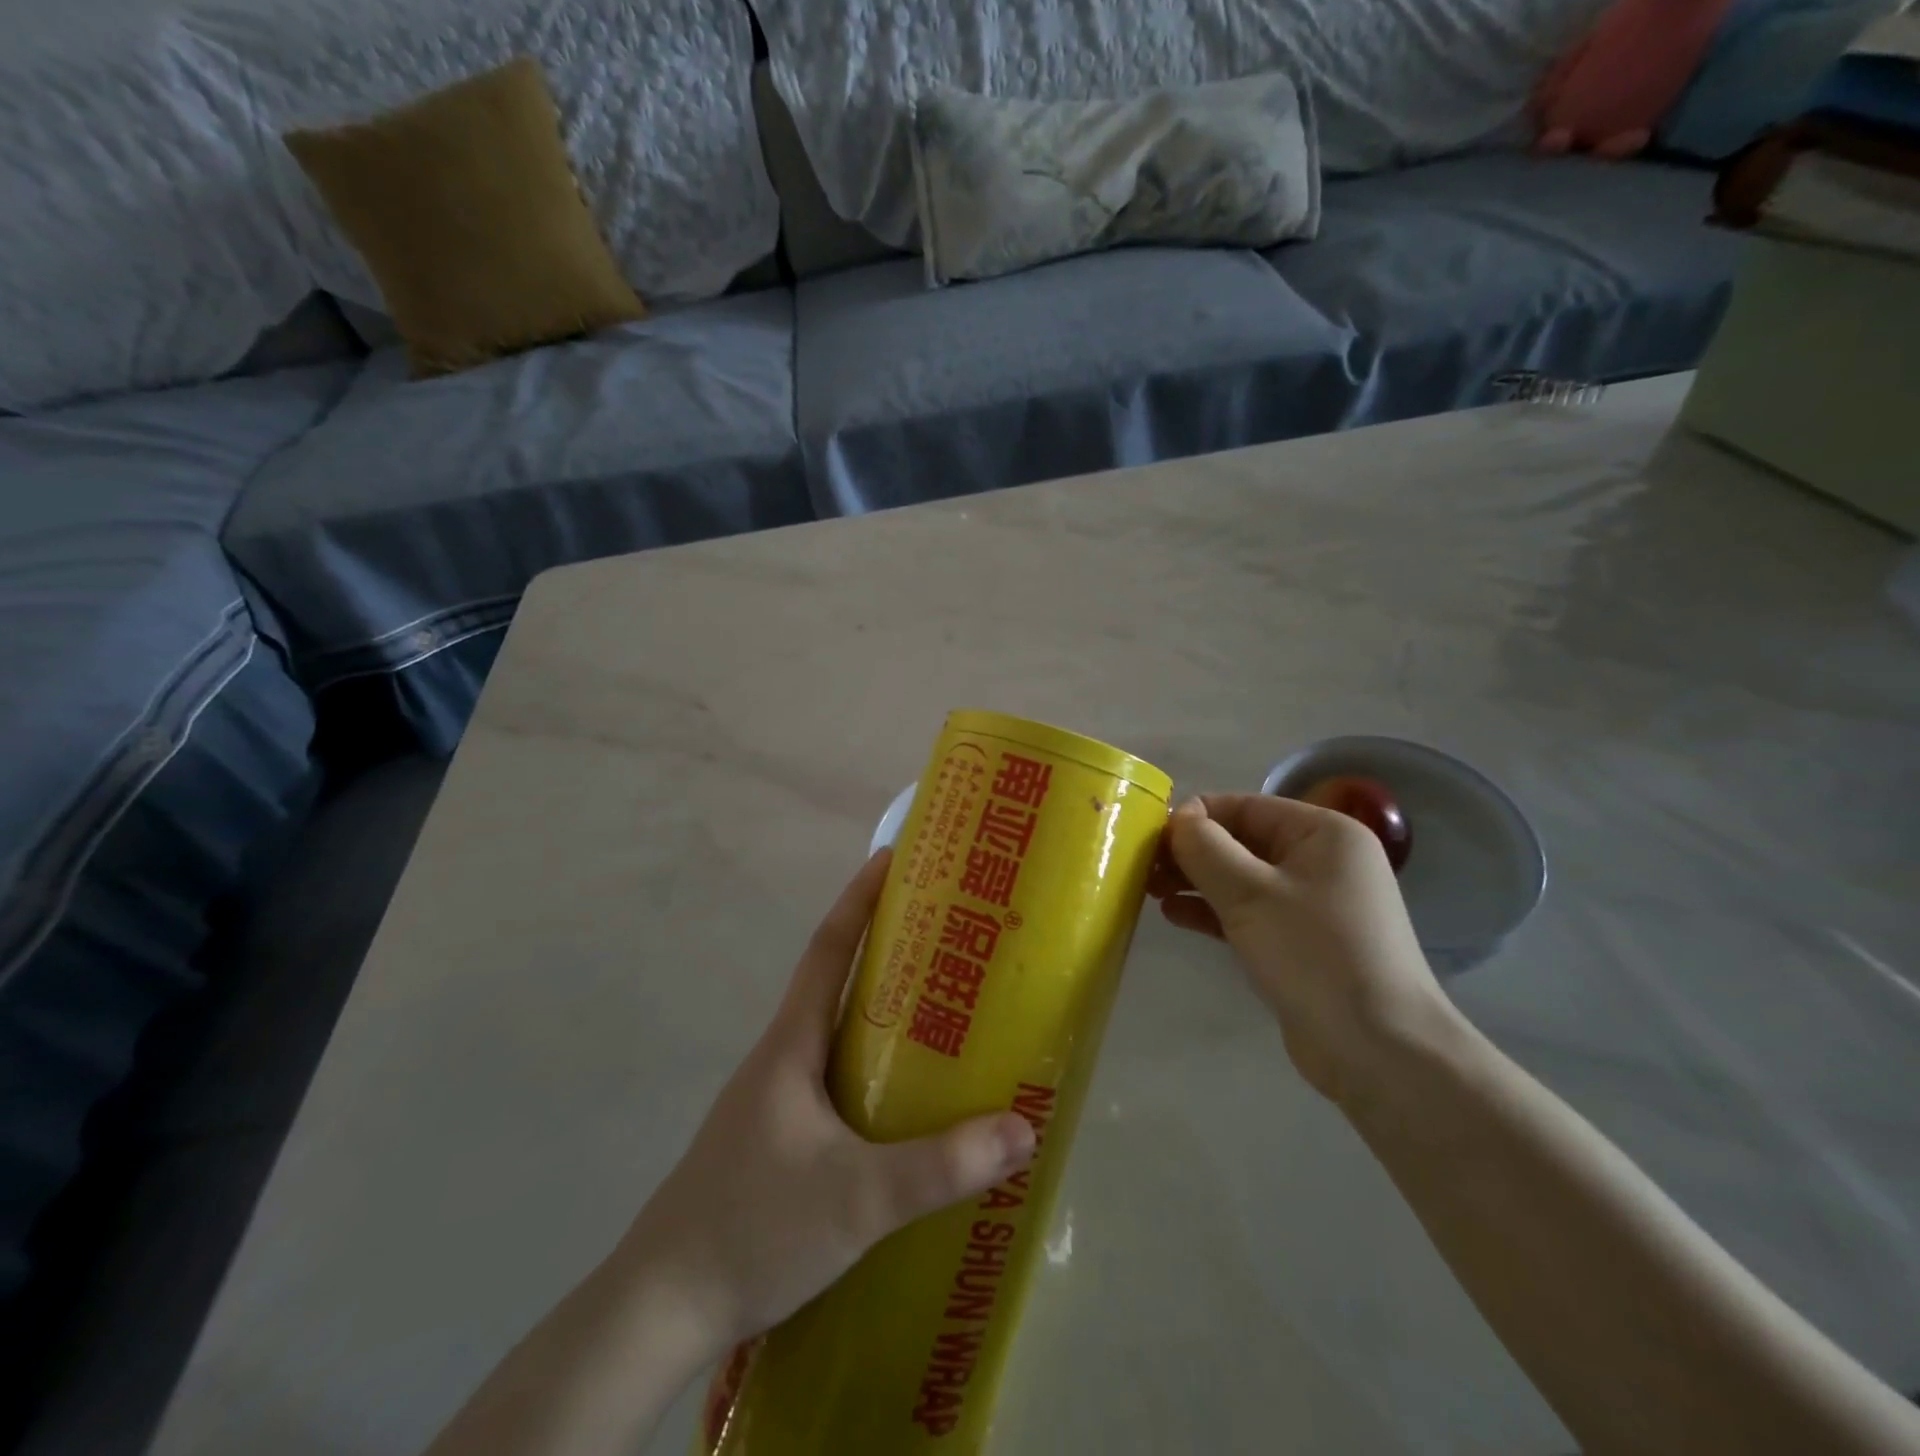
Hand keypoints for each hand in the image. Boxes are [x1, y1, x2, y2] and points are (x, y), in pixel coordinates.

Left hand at [618, 850, 1036, 1355]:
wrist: (661, 1307)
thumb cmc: (752, 1228)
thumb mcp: (857, 1198)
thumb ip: (939, 1167)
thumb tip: (1022, 1127)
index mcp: (791, 1044)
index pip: (829, 949)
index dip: (859, 899)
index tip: (893, 858)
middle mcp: (782, 1057)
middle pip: (836, 982)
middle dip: (885, 949)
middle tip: (946, 933)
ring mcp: (775, 1099)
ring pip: (836, 1033)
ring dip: (880, 1009)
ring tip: (942, 1006)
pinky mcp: (778, 1137)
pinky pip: (835, 1077)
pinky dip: (872, 1063)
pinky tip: (905, 1097)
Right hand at [1149, 795, 1455, 1105]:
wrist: (1379, 1050)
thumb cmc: (1315, 954)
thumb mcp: (1251, 894)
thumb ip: (1206, 849)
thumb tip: (1177, 818)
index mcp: (1322, 833)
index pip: (1244, 806)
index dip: (1194, 817)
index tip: (1147, 838)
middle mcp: (1320, 860)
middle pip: (1241, 841)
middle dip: (1191, 852)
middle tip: (1140, 868)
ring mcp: (1311, 903)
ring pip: (1240, 878)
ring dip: (1195, 882)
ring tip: (1148, 890)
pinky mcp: (1299, 941)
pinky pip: (1248, 911)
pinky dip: (1212, 910)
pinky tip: (1174, 916)